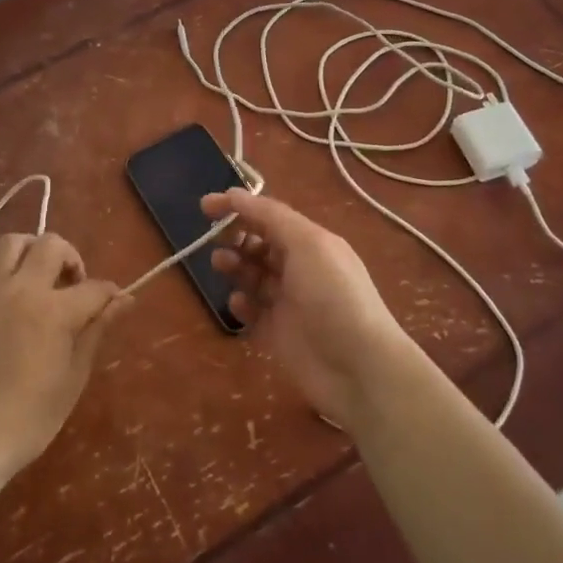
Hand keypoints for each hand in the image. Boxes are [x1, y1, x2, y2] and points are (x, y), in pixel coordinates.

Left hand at [0, 231, 129, 479]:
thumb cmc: (30, 417)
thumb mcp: (74, 377)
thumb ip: (97, 330)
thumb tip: (125, 300)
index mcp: (55, 312)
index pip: (93, 287)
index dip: (110, 294)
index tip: (114, 303)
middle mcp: (22, 290)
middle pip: (51, 245)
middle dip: (71, 258)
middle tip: (73, 285)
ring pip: (12, 243)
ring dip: (32, 251)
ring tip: (39, 276)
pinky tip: (4, 289)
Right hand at [203, 189, 420, 429]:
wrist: (358, 367)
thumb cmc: (334, 296)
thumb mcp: (307, 244)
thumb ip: (271, 217)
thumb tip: (235, 195)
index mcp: (311, 242)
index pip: (269, 215)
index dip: (238, 207)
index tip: (205, 206)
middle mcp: (300, 268)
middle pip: (259, 244)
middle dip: (235, 237)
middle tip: (216, 241)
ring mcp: (288, 302)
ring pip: (252, 276)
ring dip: (235, 266)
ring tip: (221, 265)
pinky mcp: (277, 333)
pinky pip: (252, 311)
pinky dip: (241, 304)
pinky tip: (238, 304)